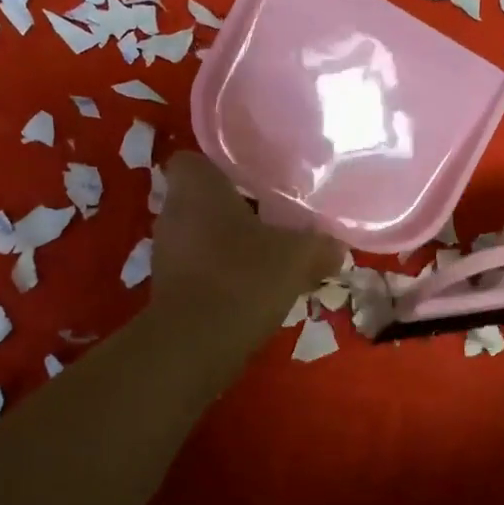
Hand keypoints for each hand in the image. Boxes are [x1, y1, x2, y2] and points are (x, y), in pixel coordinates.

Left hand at [151, 152, 344, 330]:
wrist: (195, 344)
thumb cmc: (243, 277)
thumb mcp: (297, 256)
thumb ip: (320, 245)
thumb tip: (338, 247)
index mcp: (196, 187)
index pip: (194, 160)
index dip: (221, 168)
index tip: (252, 181)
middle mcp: (172, 213)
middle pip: (201, 200)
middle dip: (232, 209)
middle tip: (271, 218)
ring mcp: (165, 253)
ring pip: (200, 235)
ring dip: (227, 244)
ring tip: (266, 257)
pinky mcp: (166, 288)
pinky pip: (198, 268)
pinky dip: (219, 274)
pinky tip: (250, 290)